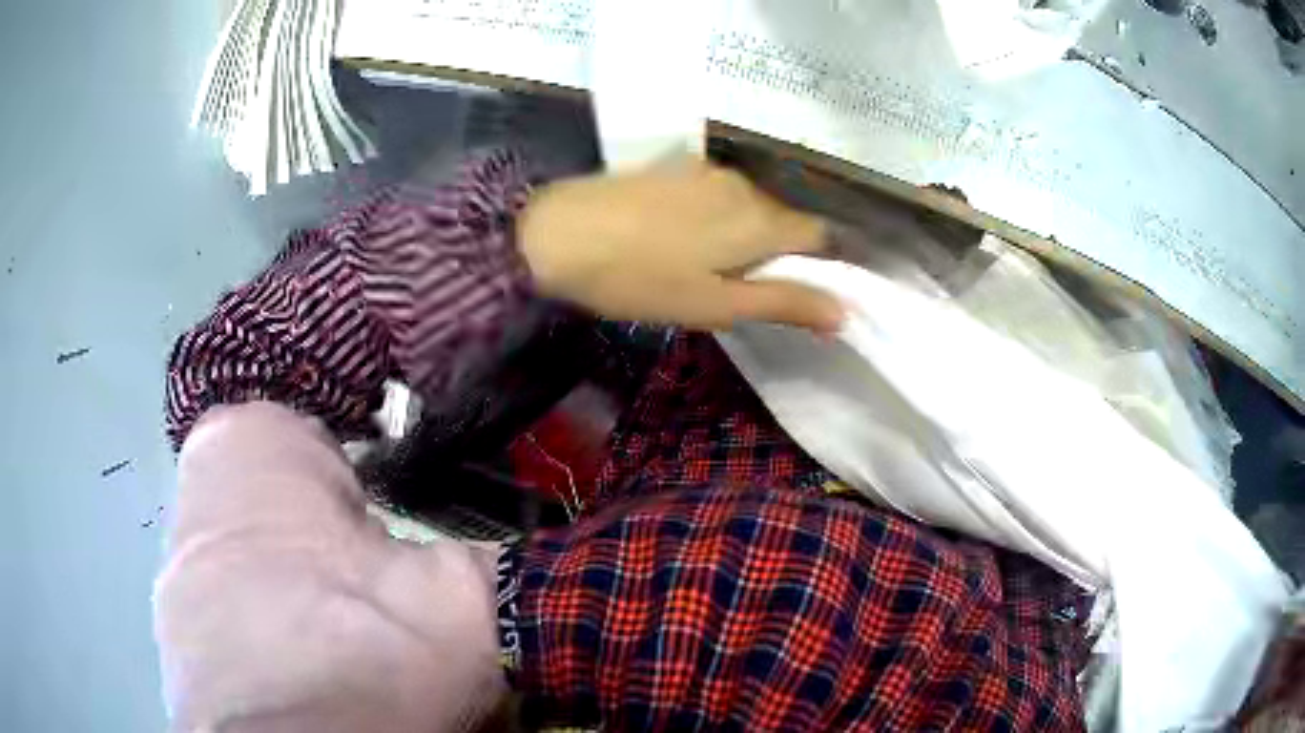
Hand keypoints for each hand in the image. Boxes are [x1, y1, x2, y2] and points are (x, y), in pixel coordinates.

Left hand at [519, 160, 842, 333]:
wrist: (555, 234)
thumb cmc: (640, 279)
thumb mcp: (715, 304)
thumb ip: (784, 303)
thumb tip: (844, 313)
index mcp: (761, 220)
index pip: (819, 236)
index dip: (817, 267)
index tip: (790, 293)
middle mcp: (743, 185)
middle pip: (781, 220)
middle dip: (773, 253)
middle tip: (731, 290)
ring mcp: (705, 170)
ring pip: (746, 206)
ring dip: (739, 235)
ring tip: (695, 266)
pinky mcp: (672, 166)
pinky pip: (713, 194)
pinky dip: (711, 217)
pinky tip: (672, 238)